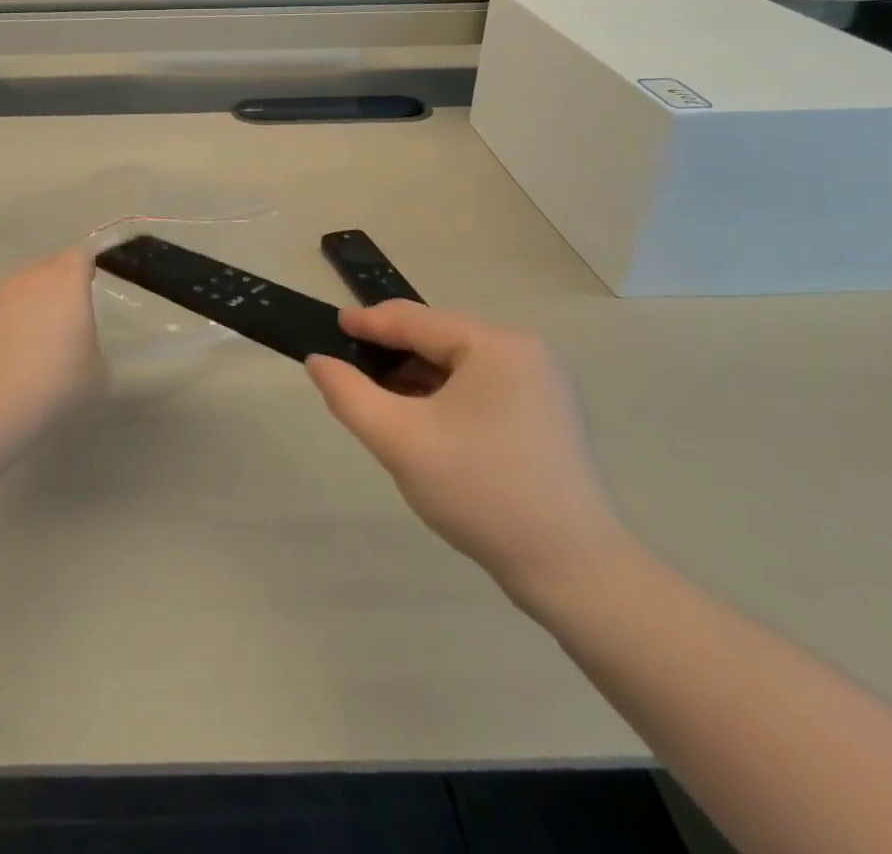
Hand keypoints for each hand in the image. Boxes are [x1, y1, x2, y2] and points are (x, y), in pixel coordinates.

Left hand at [0, 248, 106, 428]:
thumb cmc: (58, 382)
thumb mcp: (97, 369)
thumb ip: (91, 343)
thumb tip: (78, 343)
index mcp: (67, 281)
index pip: (79, 255)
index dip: (85, 269)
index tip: (90, 288)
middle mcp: (32, 278)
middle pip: (50, 265)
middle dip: (60, 282)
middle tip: (68, 314)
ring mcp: (0, 295)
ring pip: (24, 285)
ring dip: (34, 300)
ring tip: (39, 335)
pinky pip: (4, 307)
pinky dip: (12, 319)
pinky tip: (15, 351)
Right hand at [307, 302, 629, 608]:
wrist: (572, 571)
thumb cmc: (481, 493)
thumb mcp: (400, 441)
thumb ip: (350, 394)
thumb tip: (318, 361)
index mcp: (496, 345)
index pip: (415, 319)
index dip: (368, 323)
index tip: (330, 328)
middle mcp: (523, 351)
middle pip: (438, 339)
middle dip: (392, 354)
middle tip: (350, 374)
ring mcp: (540, 383)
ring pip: (457, 365)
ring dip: (415, 377)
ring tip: (378, 400)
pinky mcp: (544, 413)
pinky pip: (479, 387)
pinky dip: (444, 397)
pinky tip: (420, 421)